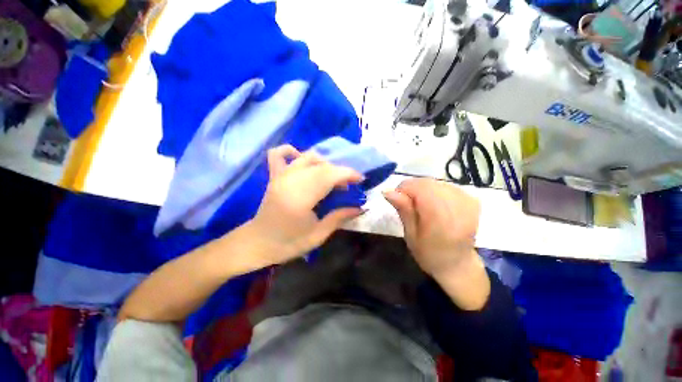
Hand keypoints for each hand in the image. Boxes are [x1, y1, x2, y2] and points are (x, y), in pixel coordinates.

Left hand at [244, 145, 363, 268]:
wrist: (258, 243)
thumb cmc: (288, 243)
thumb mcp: (318, 235)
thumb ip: (339, 218)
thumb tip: (359, 208)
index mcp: (300, 199)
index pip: (328, 176)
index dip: (347, 174)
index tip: (360, 179)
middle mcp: (290, 182)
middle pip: (321, 166)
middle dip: (340, 171)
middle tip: (349, 184)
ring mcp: (280, 176)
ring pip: (307, 157)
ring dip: (325, 164)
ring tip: (332, 177)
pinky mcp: (274, 176)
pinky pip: (279, 154)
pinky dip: (293, 151)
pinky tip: (303, 159)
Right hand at [383, 178, 489, 309]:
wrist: (457, 264)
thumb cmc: (428, 253)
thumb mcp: (410, 234)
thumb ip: (403, 209)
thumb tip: (387, 190)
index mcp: (440, 218)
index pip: (418, 187)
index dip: (404, 189)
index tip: (399, 201)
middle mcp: (457, 205)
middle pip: (427, 183)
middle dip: (413, 189)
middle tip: (409, 204)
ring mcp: (467, 201)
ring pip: (436, 182)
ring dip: (424, 190)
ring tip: (422, 206)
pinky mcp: (472, 200)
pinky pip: (446, 186)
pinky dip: (436, 191)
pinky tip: (435, 204)